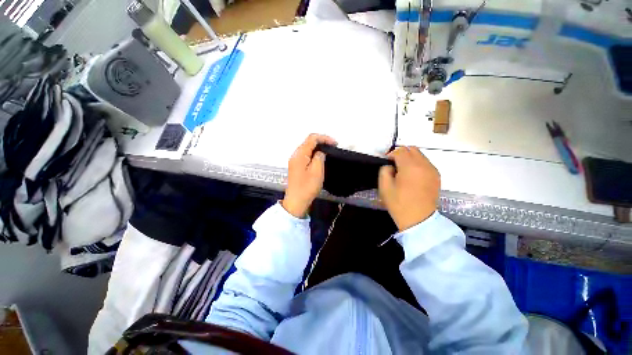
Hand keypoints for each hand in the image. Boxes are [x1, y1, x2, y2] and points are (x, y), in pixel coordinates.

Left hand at [282, 134, 336, 217]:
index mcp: (300, 154)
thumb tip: (320, 152)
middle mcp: (295, 155)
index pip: (312, 138)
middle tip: (333, 147)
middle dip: (321, 142)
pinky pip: (305, 155)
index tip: (335, 144)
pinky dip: (314, 154)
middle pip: (308, 142)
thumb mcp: (317, 171)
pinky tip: (320, 159)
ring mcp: (295, 161)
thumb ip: (319, 157)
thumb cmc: (307, 187)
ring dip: (318, 148)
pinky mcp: (296, 166)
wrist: (296, 201)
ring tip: (328, 152)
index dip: (324, 138)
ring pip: (307, 148)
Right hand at [378, 146, 439, 230]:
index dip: (391, 155)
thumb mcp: (384, 187)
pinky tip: (413, 176)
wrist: (418, 219)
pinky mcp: (436, 176)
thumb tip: (390, 166)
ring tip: (403, 171)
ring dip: (410, 158)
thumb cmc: (399, 203)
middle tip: (394, 165)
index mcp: (410, 167)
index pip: (400, 151)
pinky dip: (417, 164)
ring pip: (420, 155)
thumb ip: (384, 170)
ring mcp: (432, 170)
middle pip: (411, 149)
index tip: (386, 163)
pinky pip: (426, 163)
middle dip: (401, 154)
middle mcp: (423, 164)